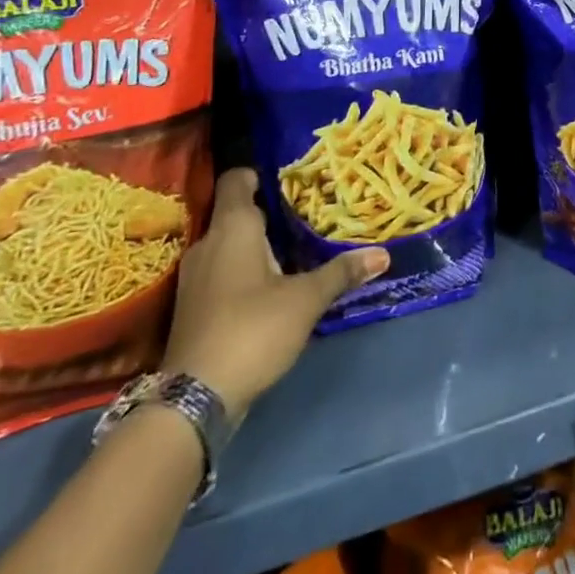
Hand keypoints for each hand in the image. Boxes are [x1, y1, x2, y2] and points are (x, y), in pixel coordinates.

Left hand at [162, 167, 386, 418]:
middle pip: (236, 212)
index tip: (292, 181)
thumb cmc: (252, 330)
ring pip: (228, 244)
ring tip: (294, 250)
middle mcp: (207, 242)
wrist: (194, 399)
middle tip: (306, 216)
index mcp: (232, 227)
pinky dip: (243, 271)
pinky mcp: (192, 306)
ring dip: (256, 245)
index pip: (237, 178)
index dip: (261, 174)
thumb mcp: (305, 300)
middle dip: (269, 213)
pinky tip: (270, 287)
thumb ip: (341, 273)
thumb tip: (382, 254)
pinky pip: (221, 271)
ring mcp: (195, 276)